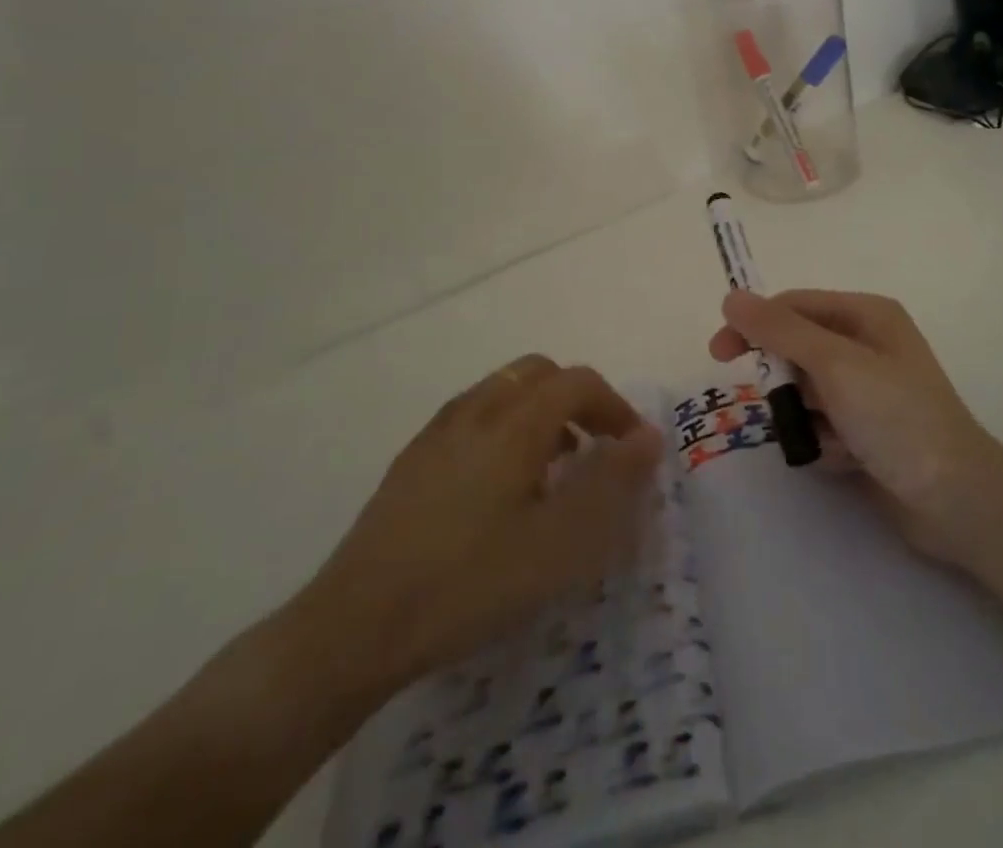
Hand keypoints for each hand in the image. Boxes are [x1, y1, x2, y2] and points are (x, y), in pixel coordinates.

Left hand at [283, 356, 662, 709]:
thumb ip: (611, 483)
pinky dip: (504, 429)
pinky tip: (499, 490)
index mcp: (515, 422)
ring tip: (551, 471)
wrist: (354, 627)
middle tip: (593, 450)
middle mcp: (476, 410)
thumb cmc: (470, 583)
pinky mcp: (412, 460)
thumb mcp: (559, 543)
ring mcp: (438, 432)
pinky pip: (473, 417)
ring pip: (502, 392)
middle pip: (539, 374)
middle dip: (576, 399)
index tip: (632, 449)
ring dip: (539, 413)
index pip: (578, 382)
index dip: (614, 406)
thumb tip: (648, 437)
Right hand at [709, 290, 1002, 568]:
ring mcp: (869, 391)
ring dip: (806, 417)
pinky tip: (847, 460)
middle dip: (786, 381)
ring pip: (805, 392)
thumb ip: (780, 330)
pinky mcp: (868, 431)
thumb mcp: (834, 364)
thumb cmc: (896, 417)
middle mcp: (867, 346)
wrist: (956, 500)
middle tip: (780, 407)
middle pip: (797, 349)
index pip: (794, 306)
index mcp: (866, 315)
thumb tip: (731, 297)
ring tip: (829, 438)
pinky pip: (823, 425)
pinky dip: (824, 442)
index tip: (719, 353)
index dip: (754, 324)